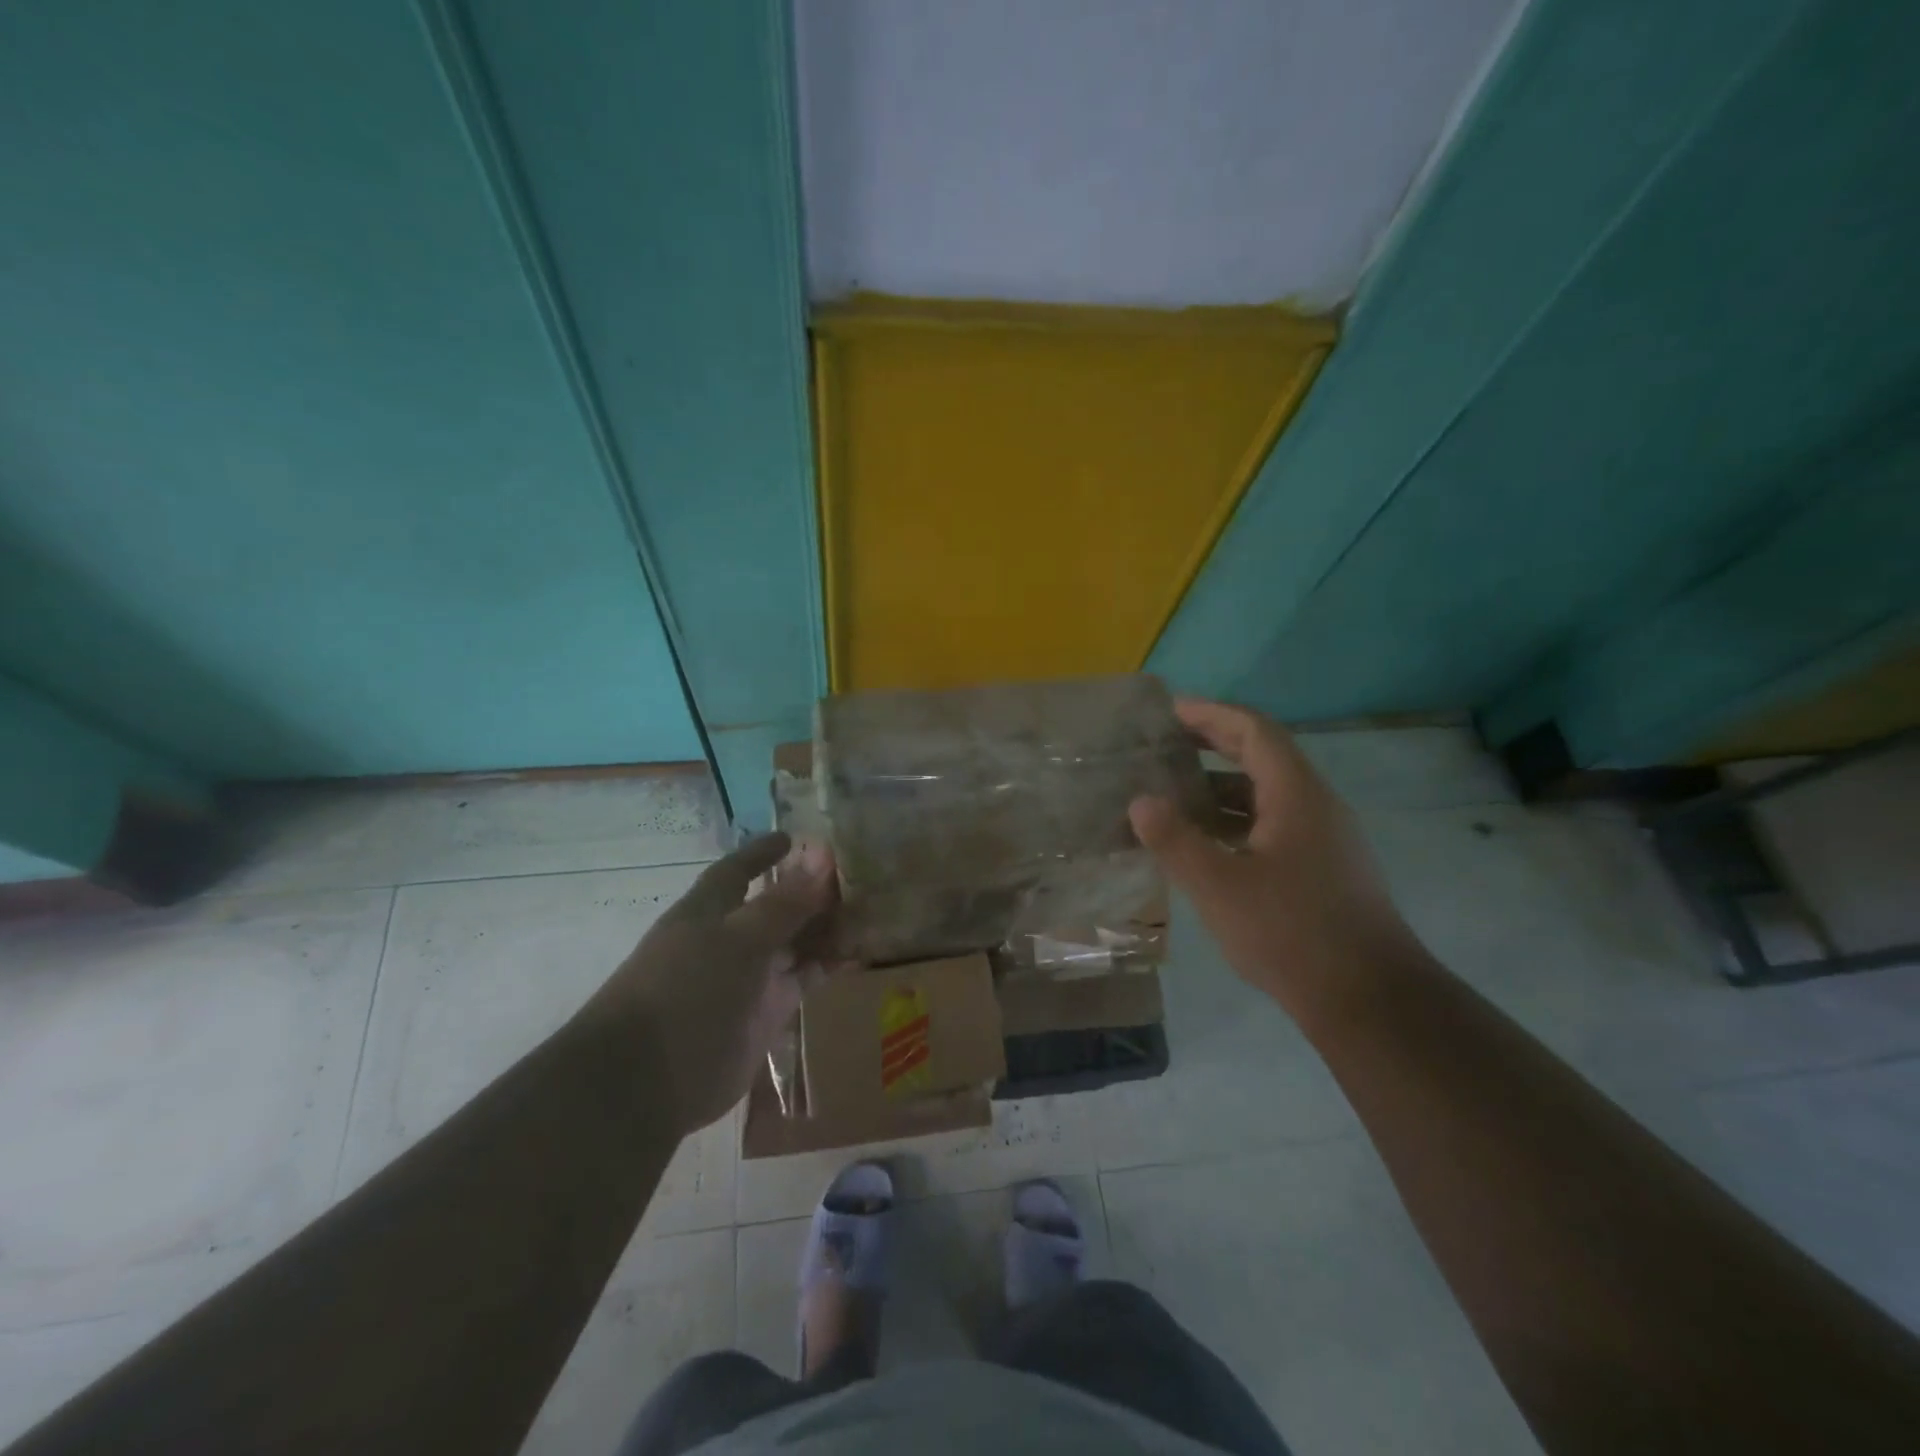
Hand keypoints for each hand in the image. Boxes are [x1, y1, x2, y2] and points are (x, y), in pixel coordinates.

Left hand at [582, 833, 835, 1135]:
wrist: (648, 1081)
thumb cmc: (685, 991)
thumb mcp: (739, 939)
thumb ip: (784, 903)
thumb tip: (822, 857)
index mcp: (709, 911)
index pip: (737, 871)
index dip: (762, 853)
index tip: (793, 837)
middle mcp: (729, 939)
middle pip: (774, 906)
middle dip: (809, 891)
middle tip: (856, 876)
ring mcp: (749, 977)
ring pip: (794, 943)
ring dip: (826, 928)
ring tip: (868, 911)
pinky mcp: (766, 1013)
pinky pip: (803, 979)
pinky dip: (828, 966)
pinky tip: (857, 955)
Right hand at [1129, 698, 1419, 1018]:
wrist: (1369, 1000)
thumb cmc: (1291, 932)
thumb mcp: (1218, 886)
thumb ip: (1175, 840)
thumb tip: (1141, 802)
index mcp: (1297, 794)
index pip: (1254, 730)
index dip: (1211, 714)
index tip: (1170, 710)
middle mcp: (1316, 805)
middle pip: (1263, 756)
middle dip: (1214, 743)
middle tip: (1165, 743)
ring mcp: (1325, 839)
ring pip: (1267, 795)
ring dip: (1221, 787)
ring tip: (1173, 793)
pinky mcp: (1324, 869)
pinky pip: (1273, 825)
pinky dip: (1236, 821)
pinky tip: (1205, 844)